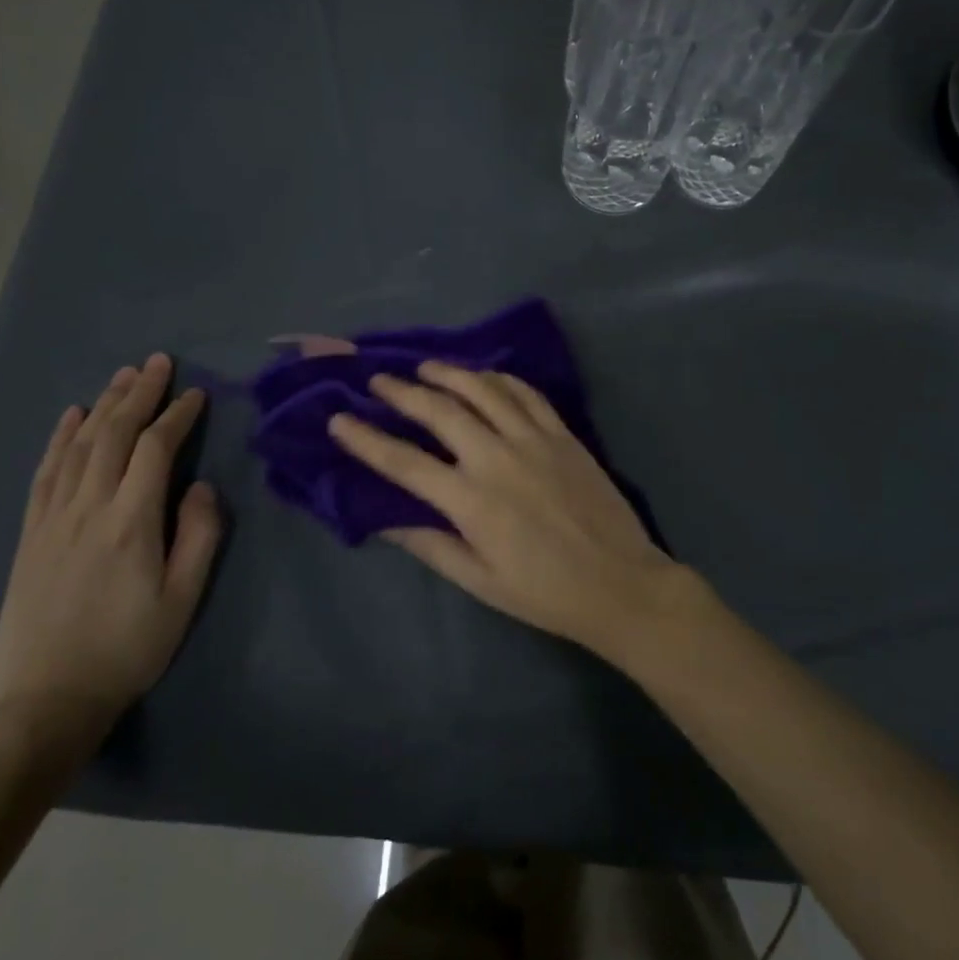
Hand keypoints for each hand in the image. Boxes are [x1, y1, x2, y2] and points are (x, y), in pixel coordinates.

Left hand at [0, 354, 222, 748]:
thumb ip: (199, 536)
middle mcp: (88, 508)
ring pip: (78, 446)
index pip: (155, 450)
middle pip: (112, 435)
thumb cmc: (129, 648)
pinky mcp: (30, 534)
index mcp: (131, 523)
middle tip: (158, 362)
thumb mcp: (184, 598)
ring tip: (123, 376)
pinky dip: (59, 438)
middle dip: (138, 394)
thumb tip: (201, 486)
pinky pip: (45, 472)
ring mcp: (52, 519)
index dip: (176, 416)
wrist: (48, 699)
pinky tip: (71, 416)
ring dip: (102, 405)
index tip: (196, 394)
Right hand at [326, 362, 701, 658]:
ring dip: (450, 373)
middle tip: (378, 381)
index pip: (403, 462)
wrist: (620, 582)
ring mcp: (535, 440)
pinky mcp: (564, 434)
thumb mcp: (479, 580)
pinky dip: (500, 379)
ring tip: (425, 367)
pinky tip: (486, 376)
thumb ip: (430, 544)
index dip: (366, 439)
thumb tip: (384, 518)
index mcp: (471, 501)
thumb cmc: (544, 592)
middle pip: (441, 411)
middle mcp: (498, 458)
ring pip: (484, 390)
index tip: (339, 419)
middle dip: (402, 392)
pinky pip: (527, 394)